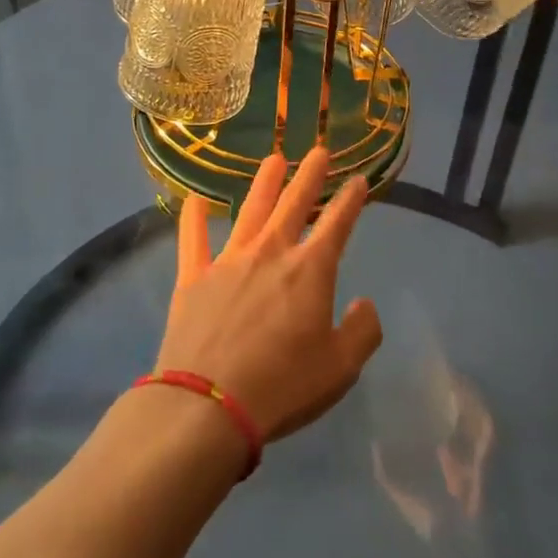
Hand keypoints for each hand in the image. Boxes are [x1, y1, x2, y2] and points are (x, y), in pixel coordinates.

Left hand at [158, 148, 382, 441]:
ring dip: (265, 183)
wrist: (208, 405)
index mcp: (310, 270)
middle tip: (319, 151)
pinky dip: (193, 217)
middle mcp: (271, 252)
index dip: (350, 201)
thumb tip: (364, 304)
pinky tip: (193, 199)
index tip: (359, 180)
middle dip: (310, 176)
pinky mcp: (194, 277)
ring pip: (251, 210)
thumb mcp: (341, 369)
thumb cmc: (283, 386)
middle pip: (294, 204)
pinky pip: (192, 239)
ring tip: (274, 160)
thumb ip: (362, 332)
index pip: (337, 225)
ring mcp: (229, 260)